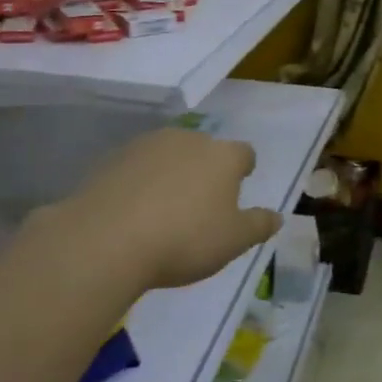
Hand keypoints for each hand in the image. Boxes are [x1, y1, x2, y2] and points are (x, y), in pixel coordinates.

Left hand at [31, 128, 281, 293]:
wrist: (105, 240)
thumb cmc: (184, 239)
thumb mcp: (233, 241)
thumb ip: (258, 225)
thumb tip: (276, 216)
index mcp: (222, 156)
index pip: (244, 153)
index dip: (244, 169)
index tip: (239, 186)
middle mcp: (187, 140)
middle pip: (204, 150)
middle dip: (206, 170)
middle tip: (201, 204)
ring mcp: (145, 146)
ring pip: (168, 156)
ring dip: (171, 174)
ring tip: (164, 209)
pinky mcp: (110, 160)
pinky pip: (136, 169)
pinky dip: (139, 183)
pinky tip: (134, 212)